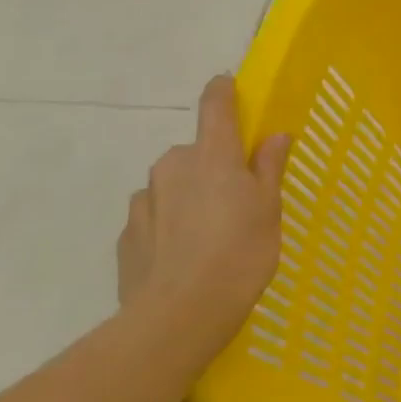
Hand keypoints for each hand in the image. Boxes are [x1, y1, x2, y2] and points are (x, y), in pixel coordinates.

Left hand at [117, 75, 290, 357]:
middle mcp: (172, 166)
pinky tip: (185, 255)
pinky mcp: (127, 235)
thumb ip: (269, 167)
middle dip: (213, 165)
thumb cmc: (241, 252)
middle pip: (195, 151)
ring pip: (171, 185)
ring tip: (210, 234)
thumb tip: (274, 135)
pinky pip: (154, 216)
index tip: (228, 86)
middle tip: (238, 198)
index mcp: (212, 155)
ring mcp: (144, 200)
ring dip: (189, 196)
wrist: (179, 315)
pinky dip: (169, 225)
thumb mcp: (269, 208)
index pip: (215, 105)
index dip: (223, 92)